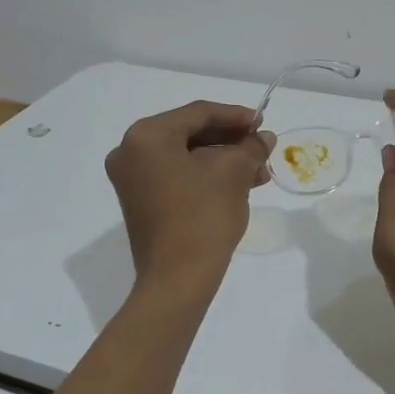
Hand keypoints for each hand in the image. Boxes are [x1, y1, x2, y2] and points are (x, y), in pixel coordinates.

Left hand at [106, 100, 273, 292]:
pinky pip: (177, 176)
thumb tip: (263, 138)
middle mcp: (131, 151)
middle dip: (231, 141)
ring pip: (186, 157)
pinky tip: (239, 184)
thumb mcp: (233, 173)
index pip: (198, 113)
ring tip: (259, 172)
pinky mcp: (140, 201)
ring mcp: (132, 179)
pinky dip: (206, 176)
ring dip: (223, 161)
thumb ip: (251, 147)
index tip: (263, 123)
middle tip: (262, 147)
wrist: (177, 280)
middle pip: (190, 133)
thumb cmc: (202, 216)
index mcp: (147, 136)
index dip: (236, 116)